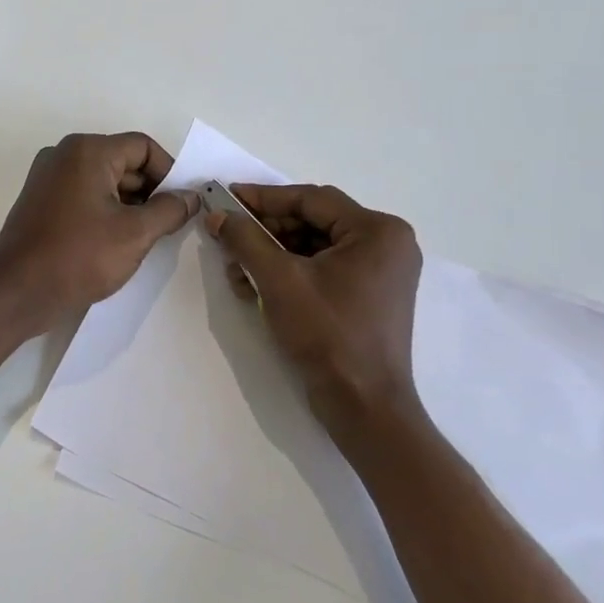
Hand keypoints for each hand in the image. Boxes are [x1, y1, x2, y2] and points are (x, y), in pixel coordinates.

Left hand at [0, 132, 199, 333]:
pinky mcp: (40, 202)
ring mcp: (47, 178)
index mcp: (87, 151)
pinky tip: (116, 243)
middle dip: (150, 191)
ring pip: (103, 181)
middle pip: (122, 162)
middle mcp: (64, 155)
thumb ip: (169, 210)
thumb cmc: (79, 257)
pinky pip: (83, 196)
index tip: (182, 205)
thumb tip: (190, 197)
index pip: (142, 147)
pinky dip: (105, 212)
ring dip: (129, 205)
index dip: (169, 172)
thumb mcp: (135, 234)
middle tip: (168, 225)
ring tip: (145, 239)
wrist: (16, 293)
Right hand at [207, 184, 425, 450]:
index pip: (311, 200)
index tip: (225, 196)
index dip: (263, 197)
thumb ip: (245, 239)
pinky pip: (322, 270)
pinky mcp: (368, 297)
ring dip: (271, 254)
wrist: (363, 406)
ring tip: (235, 266)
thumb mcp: (278, 280)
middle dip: (265, 231)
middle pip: (313, 222)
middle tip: (226, 234)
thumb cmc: (327, 334)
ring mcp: (380, 273)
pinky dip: (288, 273)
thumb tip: (217, 215)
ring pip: (314, 247)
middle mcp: (386, 244)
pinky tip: (253, 285)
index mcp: (377, 231)